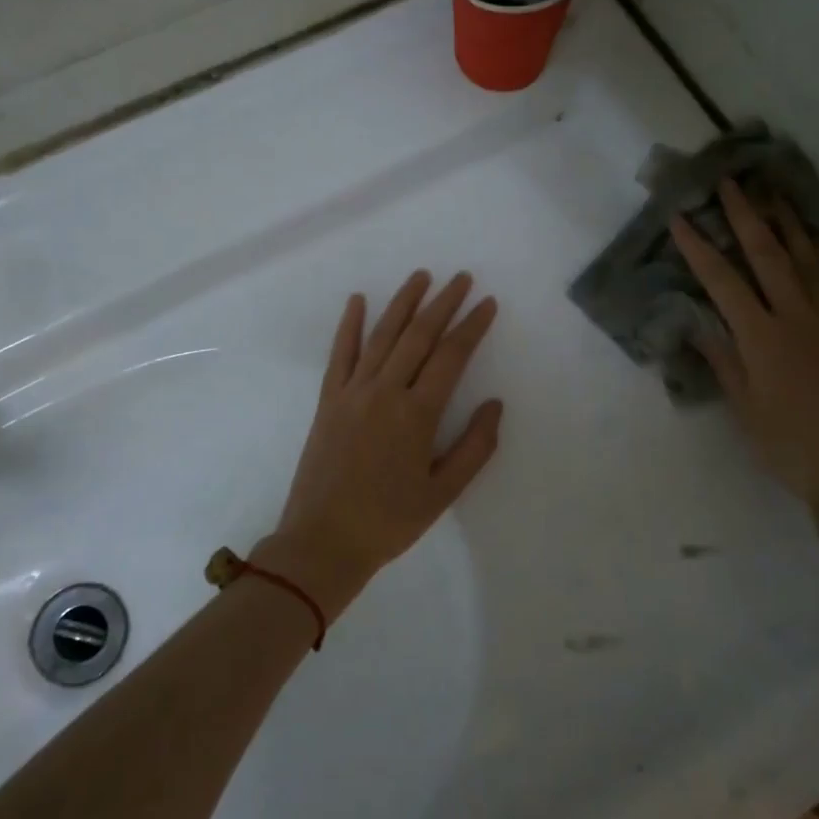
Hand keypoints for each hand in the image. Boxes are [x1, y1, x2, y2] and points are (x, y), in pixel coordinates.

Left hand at [260, 271, 503, 620]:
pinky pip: (340, 354)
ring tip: (420, 276)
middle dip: (443, 303)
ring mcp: (352, 392)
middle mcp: (385, 392)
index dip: (472, 326)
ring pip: (381, 335)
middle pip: (418, 336)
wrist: (323, 541)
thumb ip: (474, 447)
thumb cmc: (389, 521)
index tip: (487, 303)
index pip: (451, 356)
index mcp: (417, 414)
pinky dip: (349, 325)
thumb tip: (495, 405)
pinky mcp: (328, 400)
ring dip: (402, 303)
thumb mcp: (443, 493)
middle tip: (462, 278)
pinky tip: (357, 301)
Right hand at [670, 181, 818, 504]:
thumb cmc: (791, 445)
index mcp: (762, 338)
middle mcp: (797, 317)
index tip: (682, 218)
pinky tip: (818, 241)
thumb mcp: (746, 409)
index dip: (700, 248)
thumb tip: (700, 324)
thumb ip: (725, 362)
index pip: (723, 282)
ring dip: (788, 224)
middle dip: (746, 217)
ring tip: (775, 195)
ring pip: (809, 259)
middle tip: (732, 183)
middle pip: (768, 256)